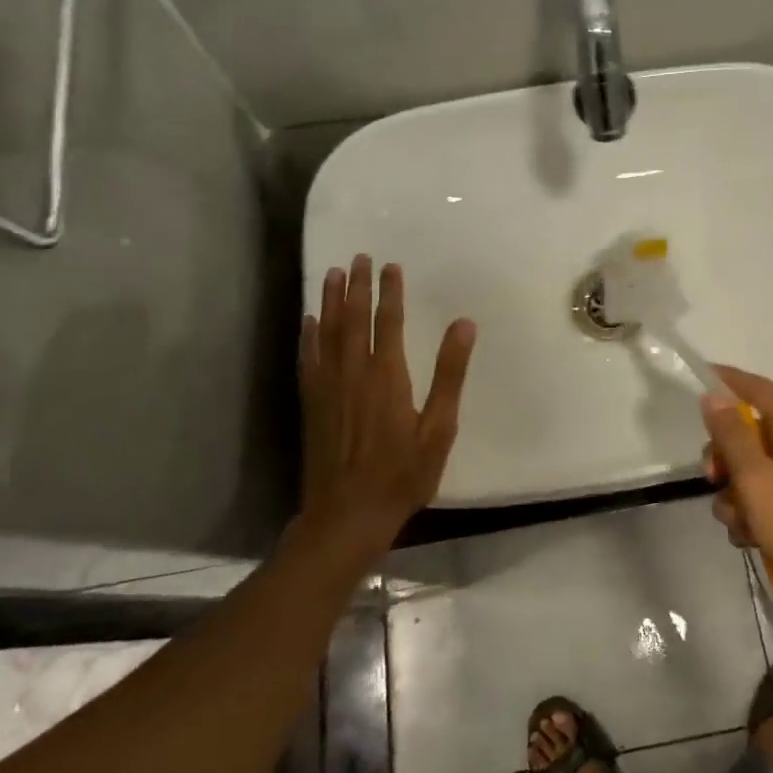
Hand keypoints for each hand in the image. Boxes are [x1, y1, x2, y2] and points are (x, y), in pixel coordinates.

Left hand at [300, 255, 476, 557]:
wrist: (346, 515)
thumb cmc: (402, 474)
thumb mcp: (439, 428)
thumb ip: (450, 374)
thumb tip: (464, 325)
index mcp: (387, 375)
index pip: (389, 321)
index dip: (390, 292)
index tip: (390, 265)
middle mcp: (353, 372)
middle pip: (353, 318)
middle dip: (357, 286)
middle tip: (358, 257)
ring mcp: (327, 387)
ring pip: (327, 332)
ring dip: (330, 300)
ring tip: (331, 273)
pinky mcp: (311, 403)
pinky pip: (308, 358)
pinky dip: (308, 335)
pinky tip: (309, 320)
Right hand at [701, 368, 772, 644]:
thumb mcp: (761, 483)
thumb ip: (734, 438)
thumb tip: (714, 394)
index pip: (760, 390)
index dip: (729, 379)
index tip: (697, 378)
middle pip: (749, 436)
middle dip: (723, 456)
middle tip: (712, 478)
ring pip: (751, 477)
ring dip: (734, 497)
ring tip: (741, 526)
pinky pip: (764, 508)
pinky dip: (751, 521)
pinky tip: (751, 544)